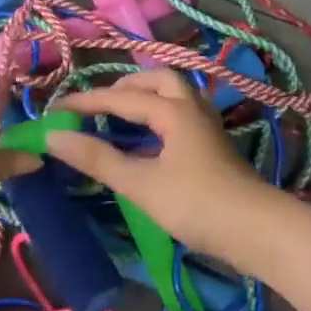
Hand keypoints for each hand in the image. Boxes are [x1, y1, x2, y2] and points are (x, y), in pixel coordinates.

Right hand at [45, 68, 291, 270]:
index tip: (53, 110)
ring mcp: (206, 124)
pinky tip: (148, 139)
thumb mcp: (140, 184)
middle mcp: (191, 106)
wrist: (256, 231)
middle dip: (122, 88)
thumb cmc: (196, 204)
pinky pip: (179, 113)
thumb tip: (54, 137)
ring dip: (143, 97)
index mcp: (172, 109)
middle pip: (155, 80)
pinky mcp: (212, 144)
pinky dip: (157, 114)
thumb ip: (97, 158)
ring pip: (172, 94)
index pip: (119, 98)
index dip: (85, 102)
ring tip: (119, 117)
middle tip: (96, 106)